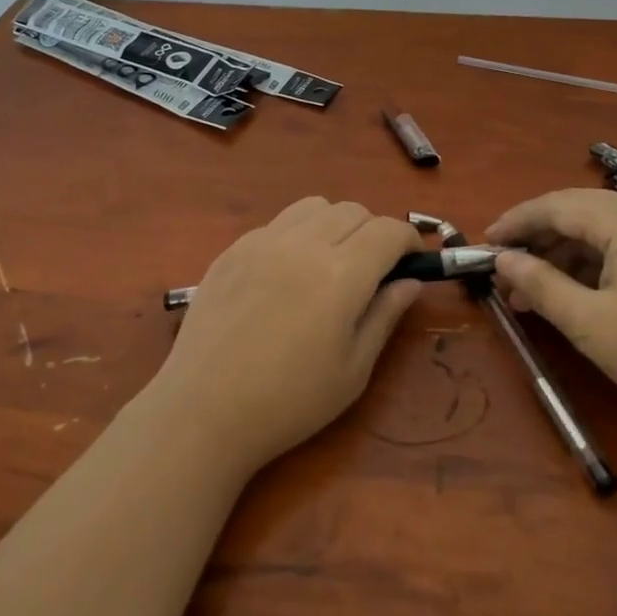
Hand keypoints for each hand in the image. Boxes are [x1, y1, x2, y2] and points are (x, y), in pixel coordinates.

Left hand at [150, 198, 423, 472]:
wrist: (204, 410)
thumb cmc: (289, 401)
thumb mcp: (353, 370)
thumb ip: (384, 315)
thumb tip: (410, 282)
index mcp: (341, 274)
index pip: (388, 231)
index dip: (409, 240)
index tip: (412, 261)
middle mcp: (304, 243)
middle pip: (353, 210)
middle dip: (374, 231)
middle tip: (373, 269)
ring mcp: (263, 241)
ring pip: (314, 206)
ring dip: (335, 223)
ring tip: (331, 261)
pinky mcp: (233, 248)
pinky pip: (278, 223)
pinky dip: (297, 234)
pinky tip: (287, 273)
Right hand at [488, 188, 616, 426]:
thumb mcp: (589, 323)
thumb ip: (539, 284)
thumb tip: (502, 258)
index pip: (556, 206)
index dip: (516, 222)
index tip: (484, 243)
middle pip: (577, 212)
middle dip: (536, 239)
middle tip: (504, 271)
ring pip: (600, 230)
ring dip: (562, 255)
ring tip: (530, 292)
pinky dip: (591, 265)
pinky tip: (571, 294)